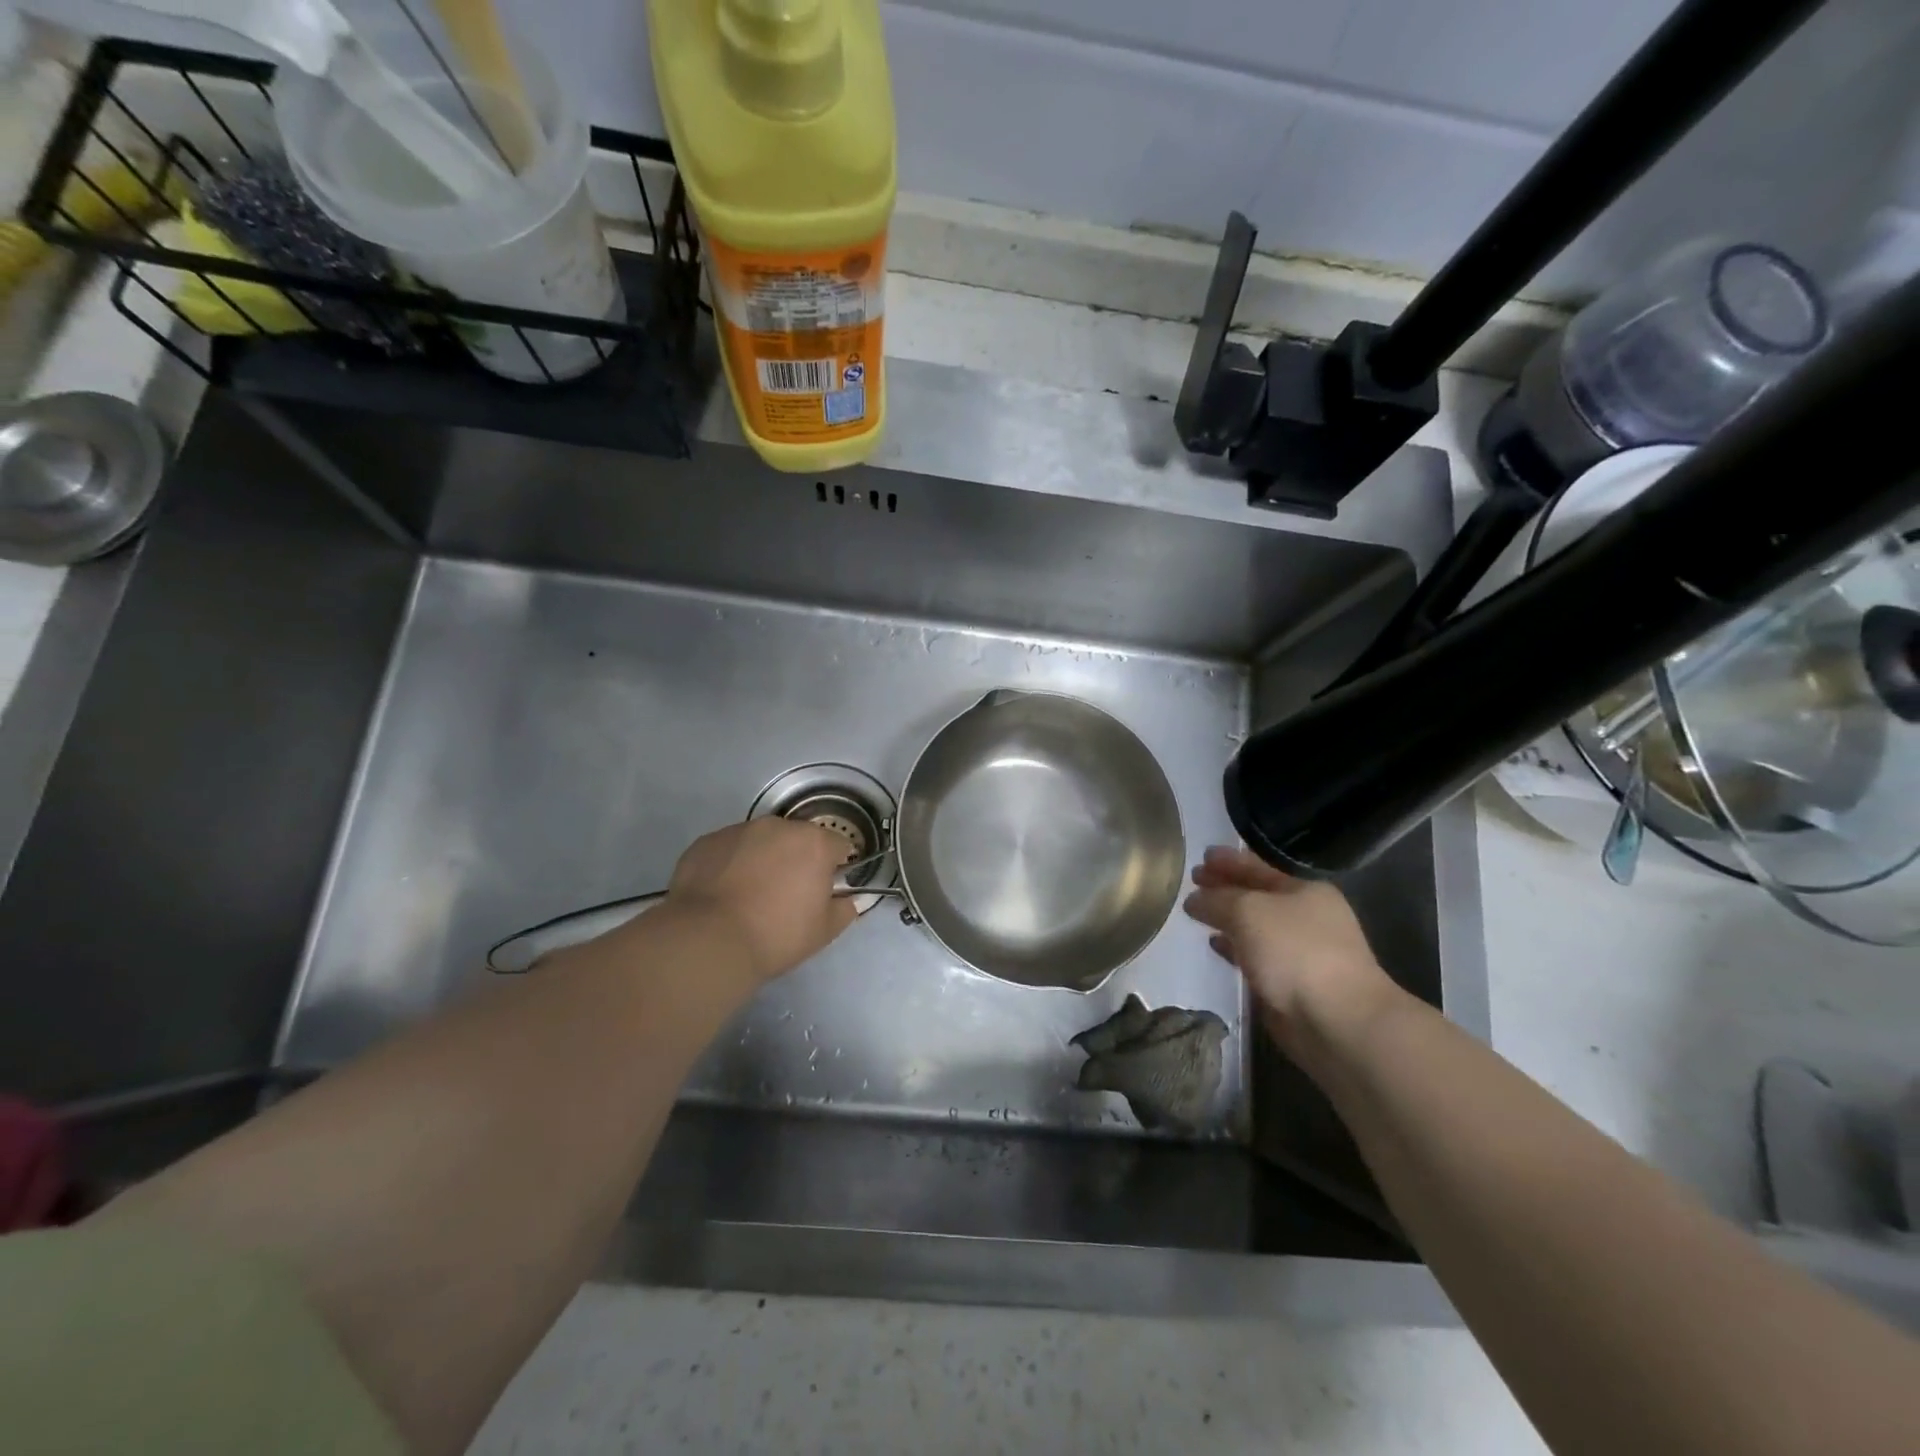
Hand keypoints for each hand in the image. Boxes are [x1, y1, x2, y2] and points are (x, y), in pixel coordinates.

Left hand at [664, 819, 859, 983]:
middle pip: (797, 838)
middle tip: (787, 893)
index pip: (838, 845)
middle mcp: (778, 826)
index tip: (825, 889)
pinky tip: (722, 893)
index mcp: (814, 843)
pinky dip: (730, 864)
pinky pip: (728, 850)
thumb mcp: (824, 932)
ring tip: (749, 893)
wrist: (708, 940)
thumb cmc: (776, 935)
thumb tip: (845, 900)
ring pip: (761, 841)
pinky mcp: (707, 842)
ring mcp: (739, 830)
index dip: (835, 867)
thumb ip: (844, 909)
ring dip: (762, 858)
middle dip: (797, 859)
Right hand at [1183, 846, 1400, 1057]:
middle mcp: (1305, 915)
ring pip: (1254, 925)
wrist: (1336, 1020)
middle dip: (1225, 887)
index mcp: (1304, 889)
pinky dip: (1233, 947)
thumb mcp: (1247, 911)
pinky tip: (1214, 944)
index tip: (1202, 857)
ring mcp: (1299, 950)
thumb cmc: (1295, 951)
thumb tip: (1194, 899)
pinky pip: (1254, 954)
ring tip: (1196, 911)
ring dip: (1227, 917)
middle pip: (1256, 894)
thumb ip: (1216, 900)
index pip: (1259, 866)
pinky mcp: (1288, 981)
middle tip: (1194, 880)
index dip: (1229, 860)